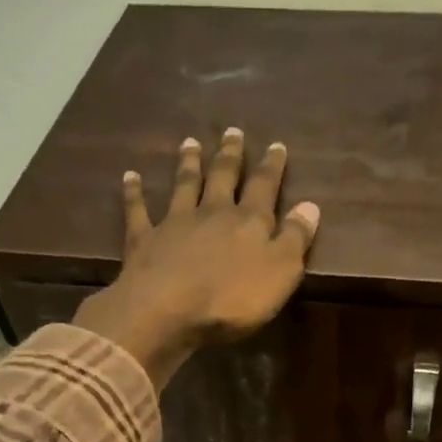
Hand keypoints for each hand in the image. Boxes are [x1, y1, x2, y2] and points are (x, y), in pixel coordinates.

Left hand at [74, 129, 320, 386]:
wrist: (168, 310)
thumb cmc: (232, 299)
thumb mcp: (280, 273)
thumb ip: (296, 239)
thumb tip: (311, 206)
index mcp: (249, 222)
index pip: (264, 187)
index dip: (271, 167)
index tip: (276, 145)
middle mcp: (212, 213)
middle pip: (222, 177)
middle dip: (230, 155)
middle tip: (232, 131)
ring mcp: (175, 223)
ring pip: (184, 186)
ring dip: (188, 164)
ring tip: (190, 143)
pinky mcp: (144, 240)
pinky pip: (138, 211)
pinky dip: (134, 192)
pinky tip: (130, 177)